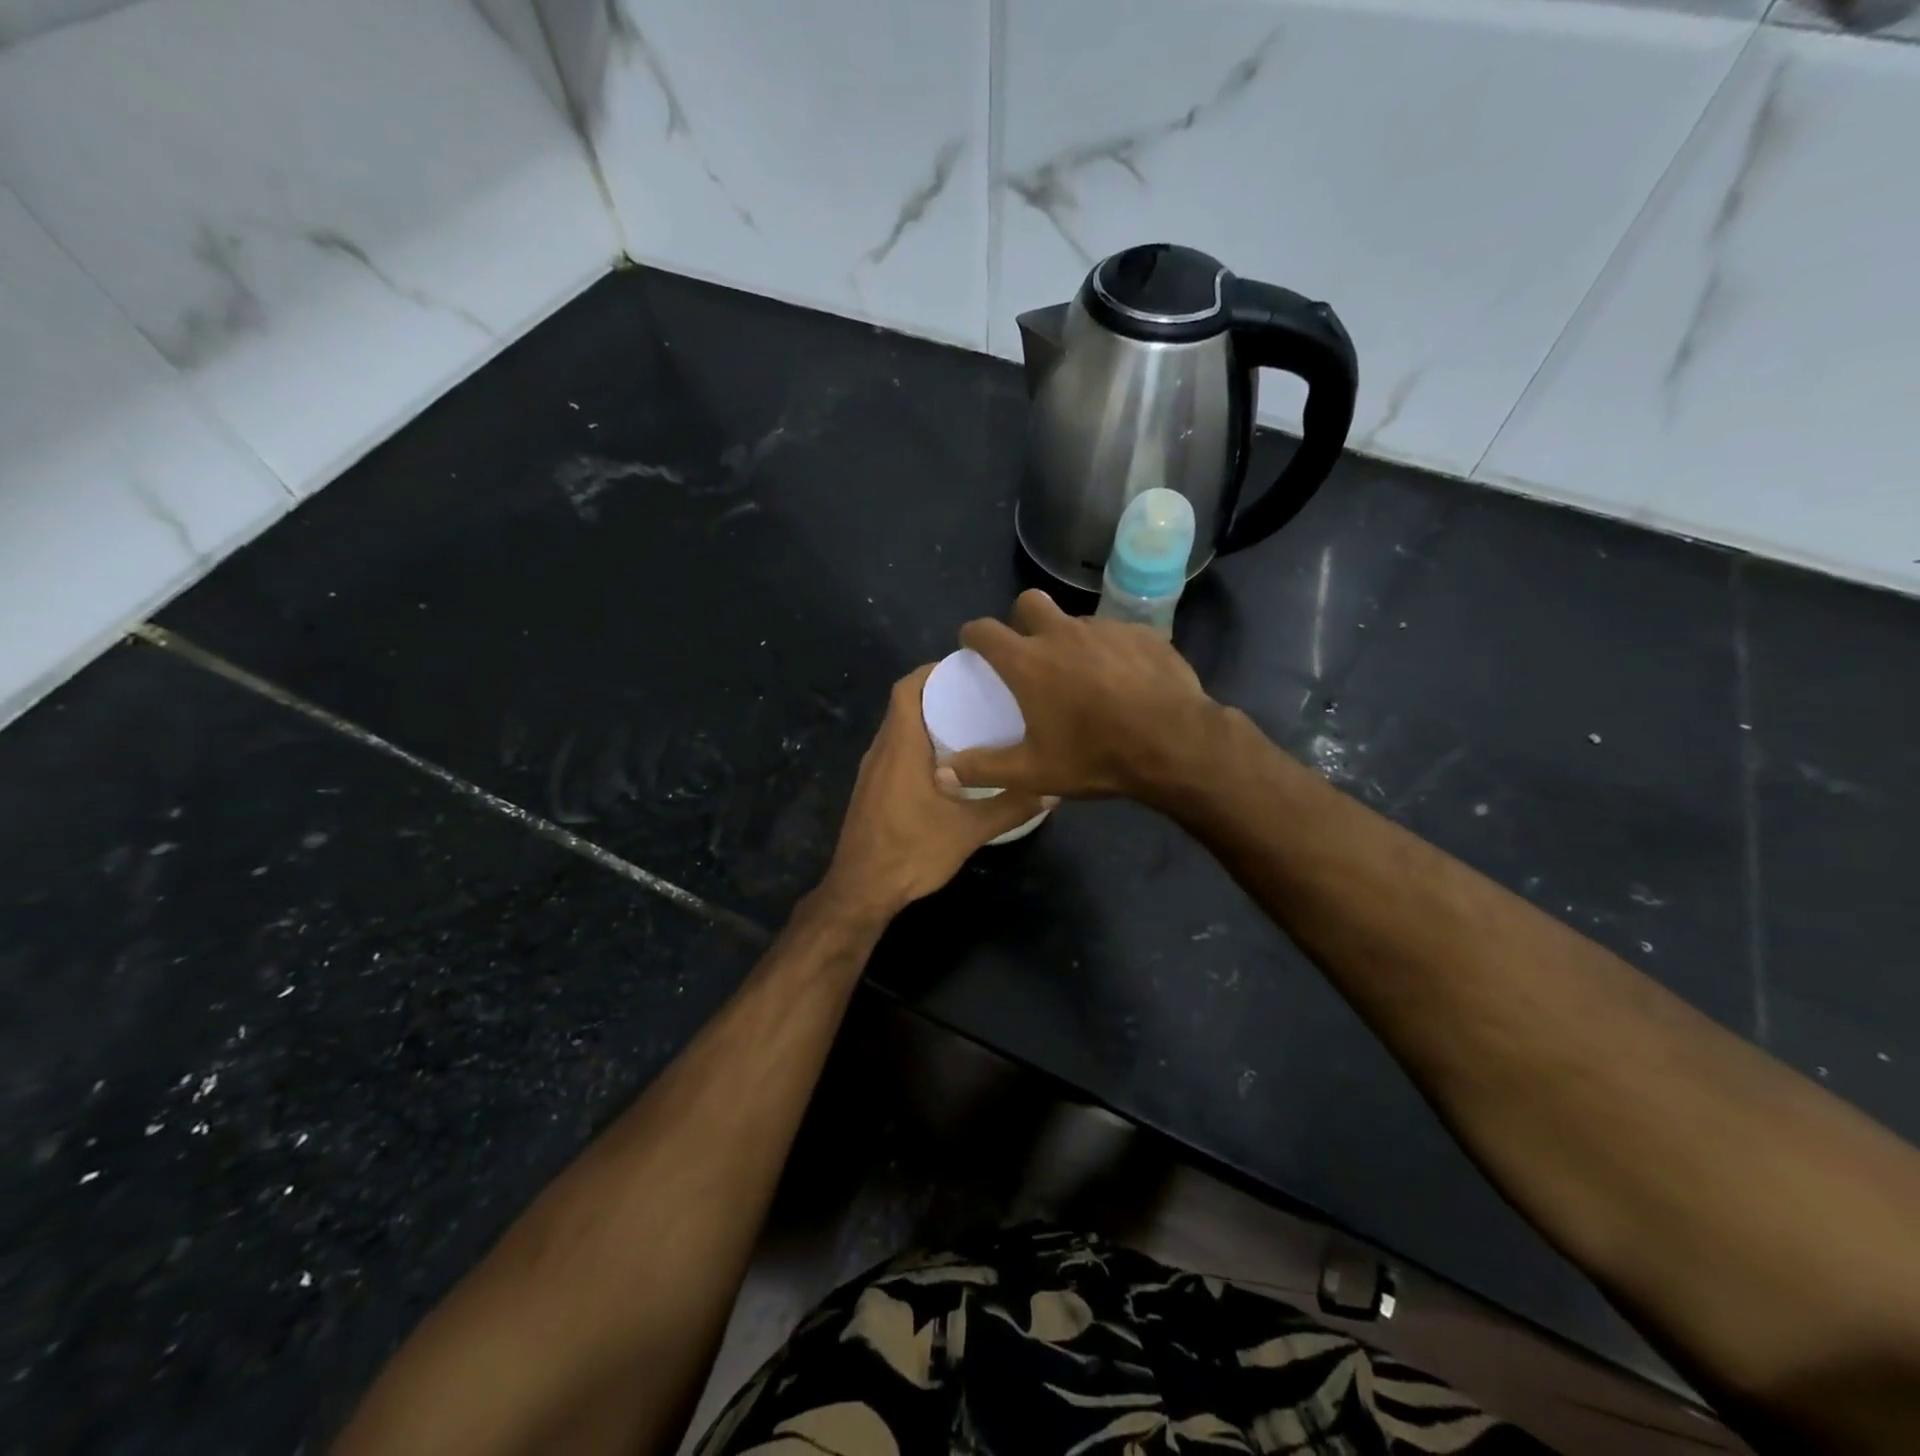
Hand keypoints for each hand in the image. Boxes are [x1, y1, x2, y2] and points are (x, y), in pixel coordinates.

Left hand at [816, 665, 1050, 921]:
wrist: (861, 892)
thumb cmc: (911, 852)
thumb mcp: (968, 830)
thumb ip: (1010, 807)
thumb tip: (1052, 789)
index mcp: (900, 747)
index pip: (907, 689)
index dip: (933, 671)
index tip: (968, 668)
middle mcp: (881, 751)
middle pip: (904, 705)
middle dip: (939, 694)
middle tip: (980, 695)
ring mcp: (872, 772)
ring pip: (899, 730)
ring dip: (929, 721)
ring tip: (971, 724)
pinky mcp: (871, 791)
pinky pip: (895, 752)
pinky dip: (920, 745)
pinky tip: (949, 765)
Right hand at [946, 590, 1218, 801]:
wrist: (1176, 745)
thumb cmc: (1096, 757)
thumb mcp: (1034, 772)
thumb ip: (983, 769)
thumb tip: (941, 773)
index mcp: (1028, 661)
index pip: (984, 630)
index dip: (972, 635)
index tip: (972, 647)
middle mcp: (1062, 633)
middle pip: (1028, 603)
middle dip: (1020, 620)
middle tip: (1028, 653)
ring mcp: (1105, 629)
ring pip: (1074, 620)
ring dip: (1067, 638)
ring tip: (1080, 674)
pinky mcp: (1142, 633)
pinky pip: (1114, 633)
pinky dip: (1107, 650)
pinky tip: (1121, 679)